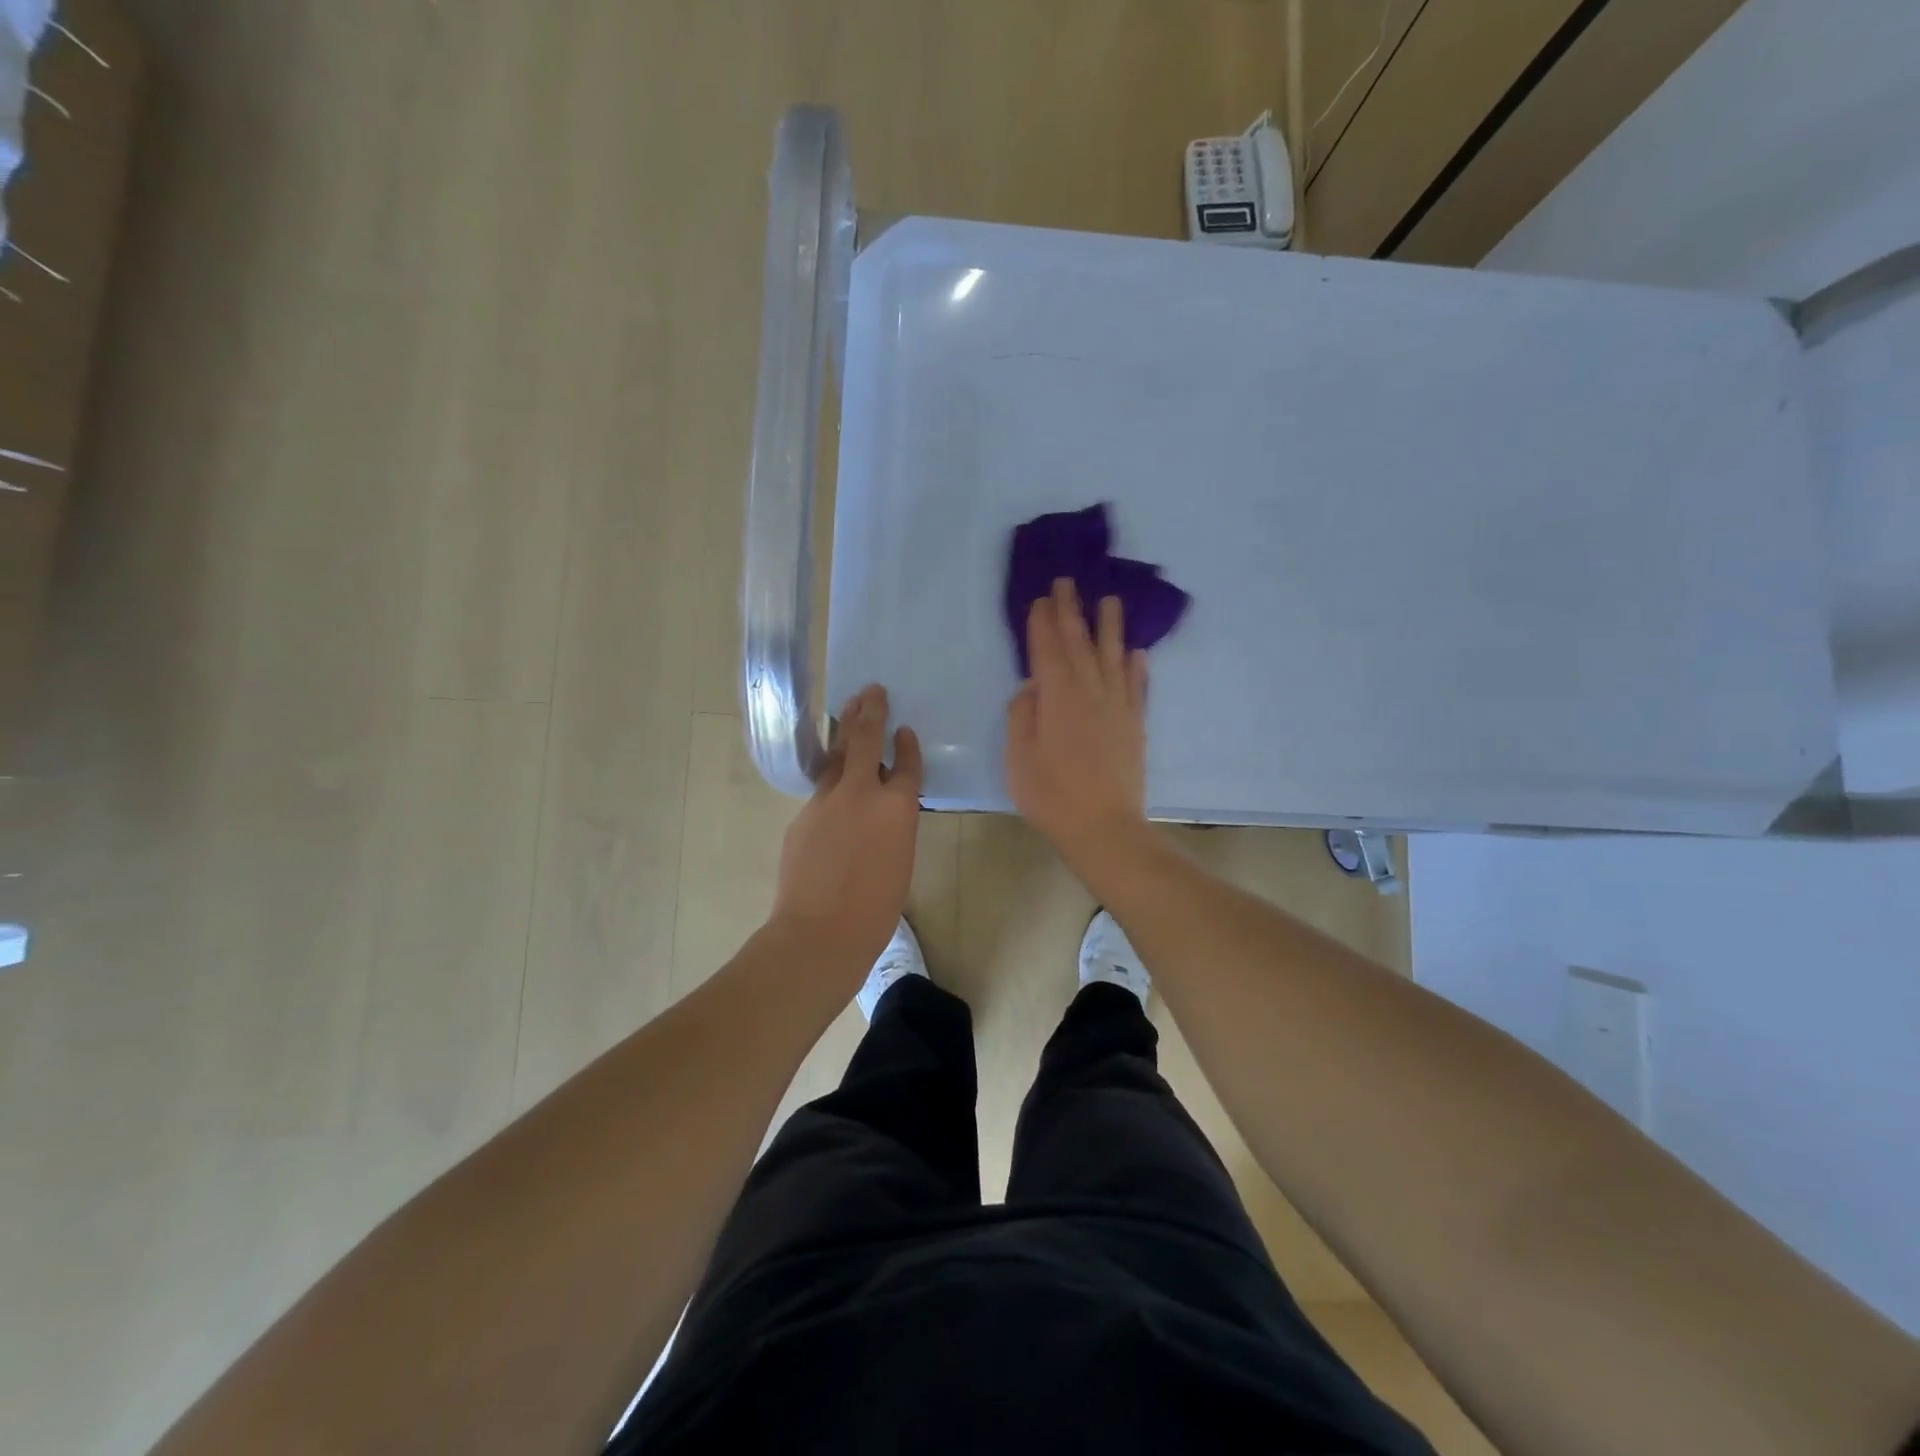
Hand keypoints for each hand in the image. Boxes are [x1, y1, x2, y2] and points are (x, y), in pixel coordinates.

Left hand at [770, 684, 922, 974]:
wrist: (821, 931)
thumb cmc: (876, 909)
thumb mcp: (900, 860)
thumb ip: (893, 825)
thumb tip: (882, 809)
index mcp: (898, 808)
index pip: (907, 764)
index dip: (907, 745)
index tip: (904, 729)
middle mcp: (863, 793)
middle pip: (865, 739)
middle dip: (870, 711)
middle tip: (872, 690)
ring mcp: (827, 800)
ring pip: (837, 756)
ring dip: (844, 729)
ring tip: (848, 708)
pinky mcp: (803, 814)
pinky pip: (822, 789)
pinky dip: (831, 780)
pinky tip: (833, 782)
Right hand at [1006, 578, 1151, 878]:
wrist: (1104, 828)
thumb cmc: (1051, 795)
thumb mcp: (1018, 758)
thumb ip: (1022, 716)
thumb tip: (1032, 687)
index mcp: (1057, 697)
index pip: (1047, 649)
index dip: (1042, 623)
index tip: (1041, 598)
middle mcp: (1091, 691)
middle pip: (1079, 643)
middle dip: (1071, 611)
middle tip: (1067, 583)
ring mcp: (1118, 706)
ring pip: (1113, 656)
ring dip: (1109, 627)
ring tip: (1109, 601)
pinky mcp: (1135, 724)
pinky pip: (1137, 685)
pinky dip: (1136, 665)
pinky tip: (1137, 652)